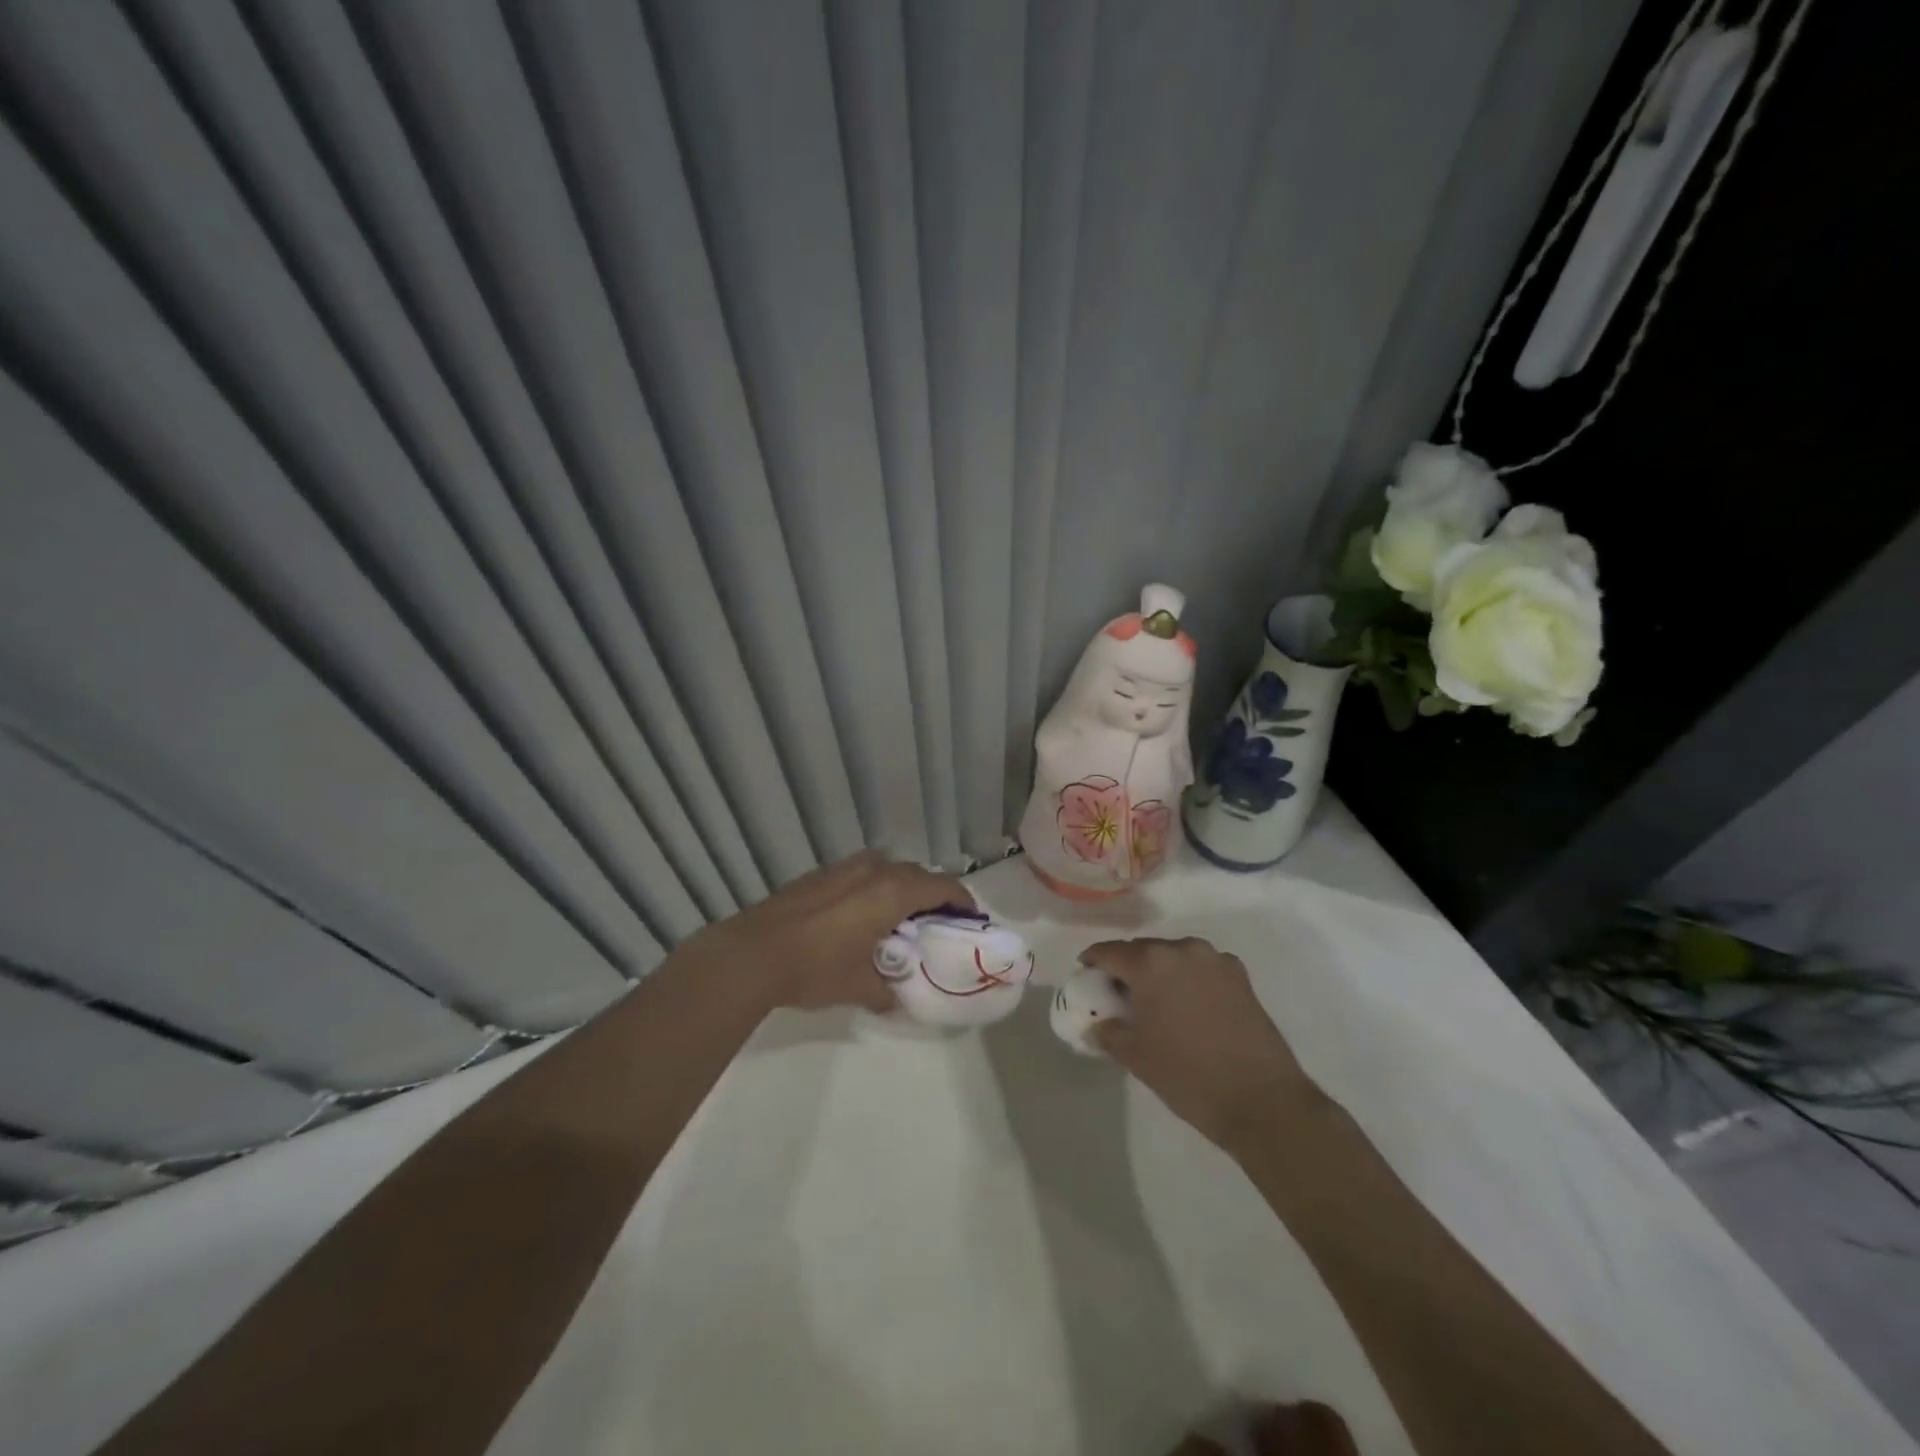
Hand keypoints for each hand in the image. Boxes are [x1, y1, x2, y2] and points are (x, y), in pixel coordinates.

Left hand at [686, 851, 969, 1012]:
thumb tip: (894, 998)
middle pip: (916, 873)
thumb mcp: (859, 987)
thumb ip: (886, 991)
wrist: (753, 953)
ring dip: (900, 886)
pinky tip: (858, 914)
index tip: (969, 917)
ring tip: (897, 916)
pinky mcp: (819, 875)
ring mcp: (843, 869)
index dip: (961, 900)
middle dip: (931, 893)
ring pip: (886, 868)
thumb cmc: (816, 968)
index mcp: (892, 893)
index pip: (942, 886)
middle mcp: (873, 871)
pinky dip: (872, 887)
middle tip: (935, 921)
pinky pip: (860, 873)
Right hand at [1083, 936, 1323, 1148]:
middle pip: (1144, 950)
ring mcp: (1215, 960)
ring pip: (1175, 956)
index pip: (1110, 951)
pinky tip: (1189, 1006)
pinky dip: (1189, 979)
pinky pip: (1202, 968)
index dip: (1093, 961)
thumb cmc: (1187, 1075)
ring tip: (1156, 1000)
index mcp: (1150, 963)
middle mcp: (1182, 950)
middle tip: (1119, 992)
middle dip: (1128, 967)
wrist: (1261, 1099)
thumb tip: (1098, 1025)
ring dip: (1160, 971)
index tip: (1086, 973)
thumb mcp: (1135, 1056)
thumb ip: (1109, 1032)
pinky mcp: (1241, 976)